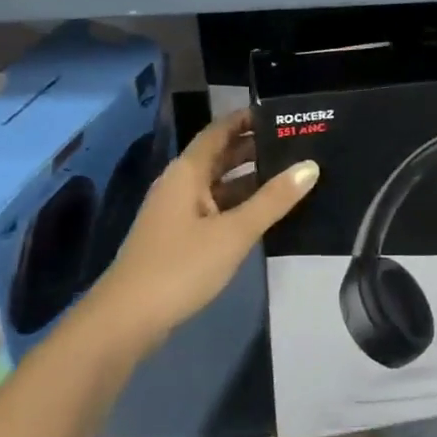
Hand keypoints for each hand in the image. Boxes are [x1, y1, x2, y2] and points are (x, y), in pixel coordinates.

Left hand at [85, 111, 318, 357]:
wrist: (126, 321)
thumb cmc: (180, 266)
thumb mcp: (233, 232)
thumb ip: (273, 199)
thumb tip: (310, 166)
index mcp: (187, 171)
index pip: (220, 130)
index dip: (247, 119)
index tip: (282, 115)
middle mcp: (180, 183)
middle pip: (220, 156)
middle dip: (255, 149)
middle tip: (297, 145)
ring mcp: (177, 212)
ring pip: (218, 185)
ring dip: (249, 180)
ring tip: (290, 176)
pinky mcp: (178, 238)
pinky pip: (214, 209)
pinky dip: (239, 206)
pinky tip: (264, 215)